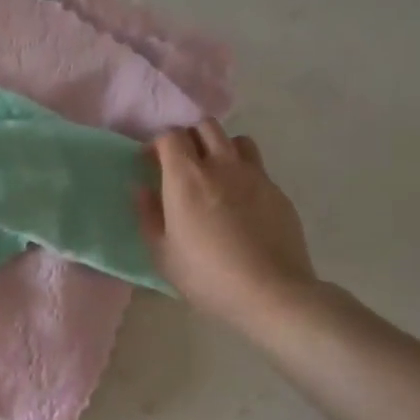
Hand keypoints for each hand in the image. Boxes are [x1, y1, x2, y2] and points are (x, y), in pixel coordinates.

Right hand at [137, 118, 318, 336]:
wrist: (271, 293)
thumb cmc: (206, 276)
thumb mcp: (162, 253)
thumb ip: (148, 215)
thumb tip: (142, 189)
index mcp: (186, 178)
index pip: (170, 136)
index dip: (157, 145)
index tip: (150, 163)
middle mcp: (221, 166)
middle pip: (205, 126)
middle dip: (189, 137)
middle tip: (182, 163)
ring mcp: (254, 176)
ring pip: (236, 140)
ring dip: (220, 148)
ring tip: (214, 173)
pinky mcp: (278, 192)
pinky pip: (257, 168)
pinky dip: (243, 173)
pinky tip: (240, 202)